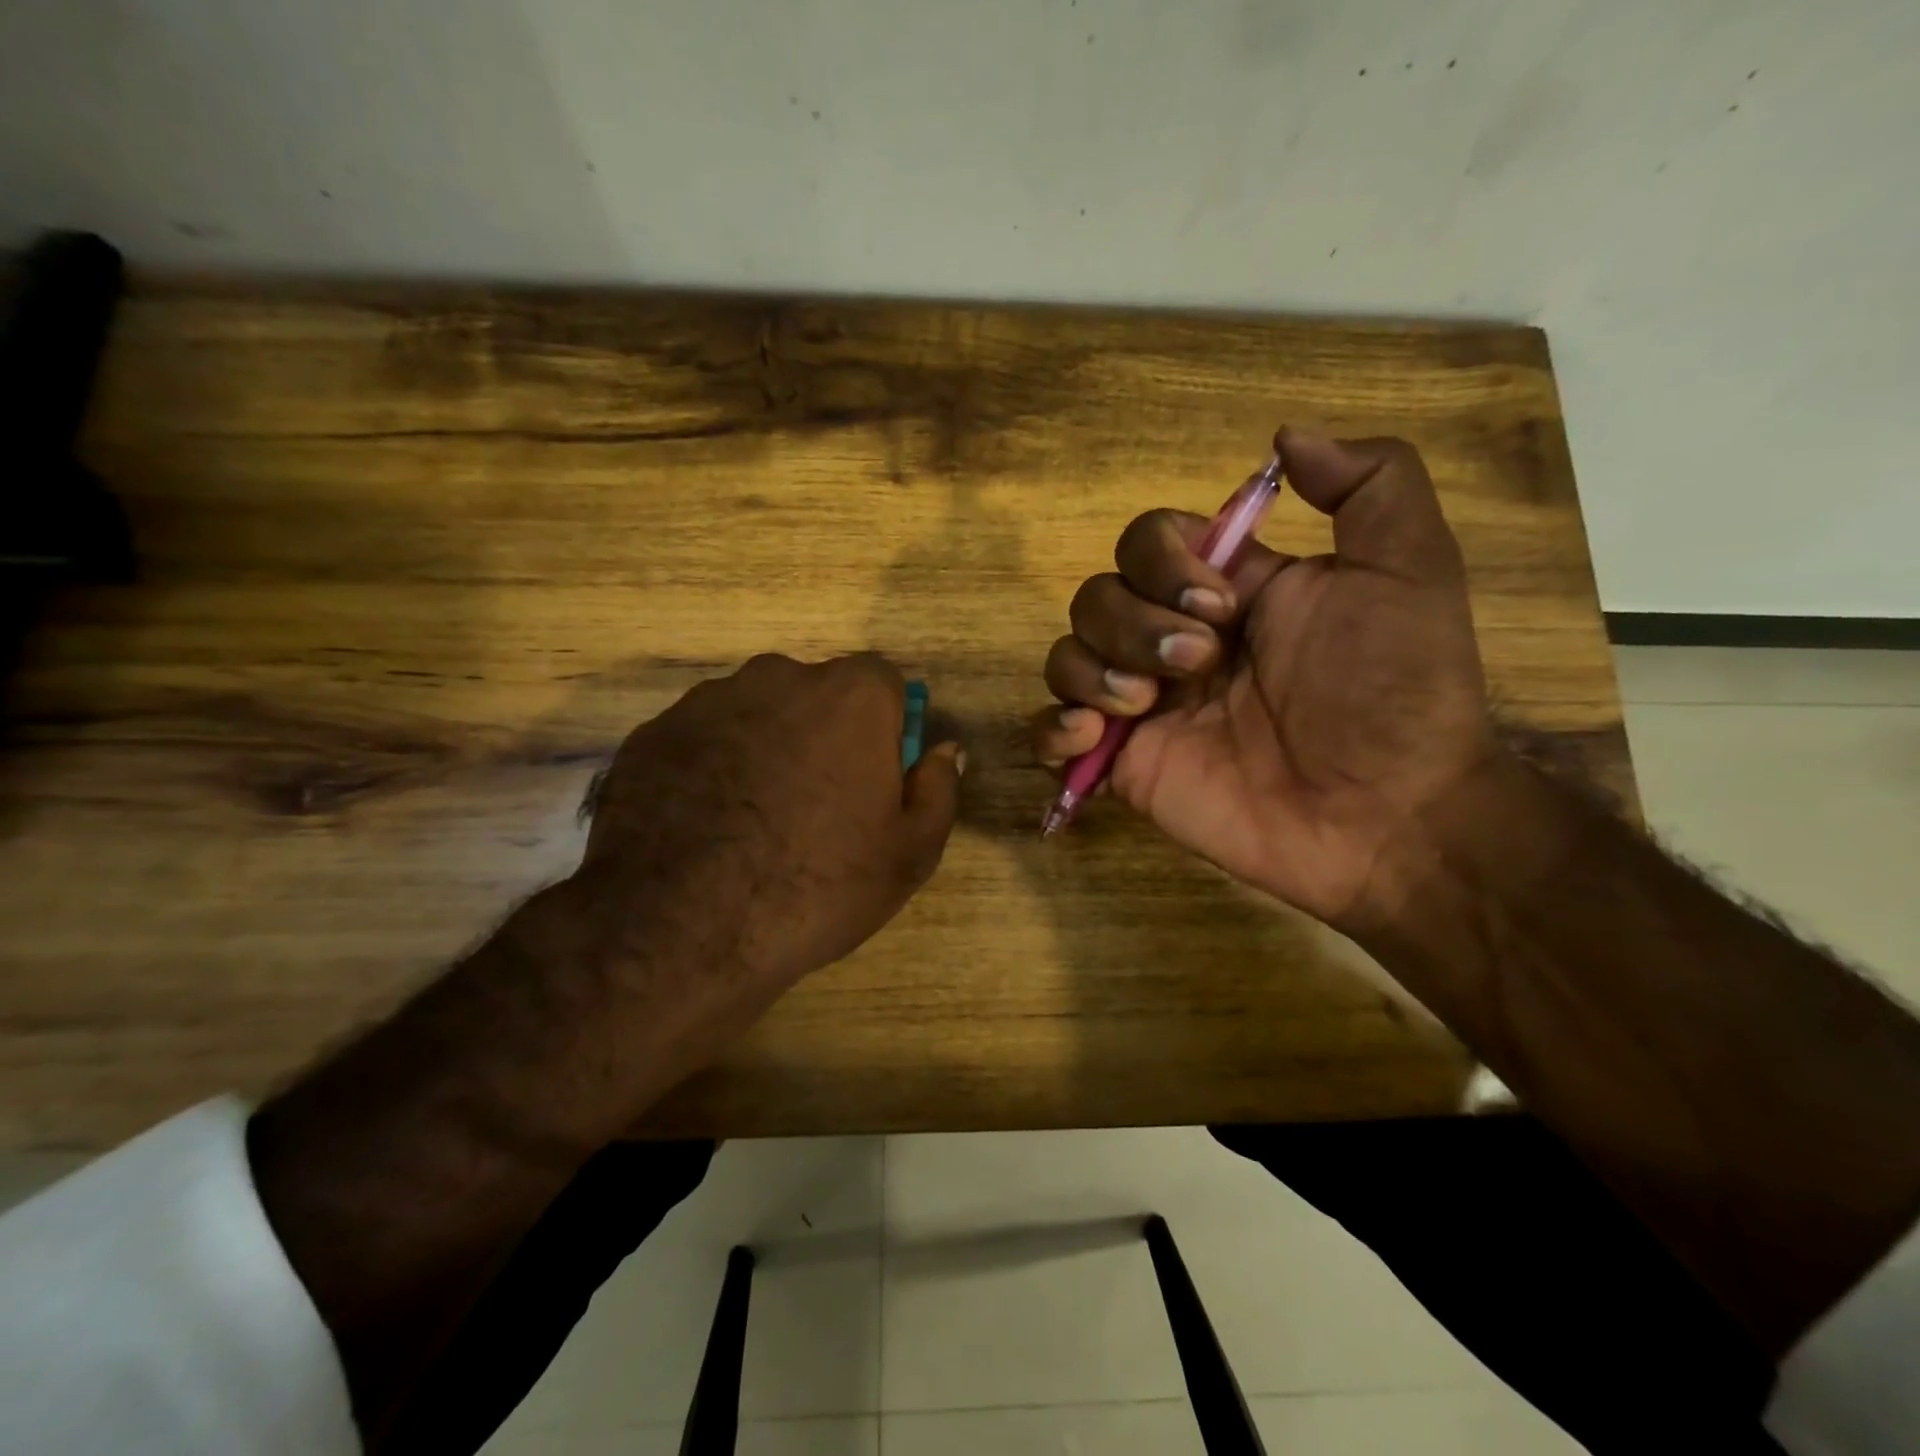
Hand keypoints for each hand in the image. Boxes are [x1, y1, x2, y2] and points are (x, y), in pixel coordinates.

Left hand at [567, 652, 961, 1060]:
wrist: (680, 927)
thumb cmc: (817, 886)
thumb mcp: (909, 854)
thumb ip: (938, 789)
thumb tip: (945, 750)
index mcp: (851, 697)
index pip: (883, 682)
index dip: (884, 727)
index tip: (873, 775)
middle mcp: (778, 678)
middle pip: (816, 694)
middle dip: (823, 734)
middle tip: (815, 803)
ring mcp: (707, 701)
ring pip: (755, 713)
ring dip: (765, 747)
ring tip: (753, 820)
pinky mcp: (653, 733)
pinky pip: (702, 739)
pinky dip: (711, 767)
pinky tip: (705, 823)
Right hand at [1032, 430, 1495, 929]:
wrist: (1387, 816)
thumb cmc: (1395, 692)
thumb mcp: (1409, 568)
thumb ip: (1369, 482)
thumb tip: (1284, 438)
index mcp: (1226, 591)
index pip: (1146, 541)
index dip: (1162, 561)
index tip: (1223, 606)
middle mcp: (1174, 640)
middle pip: (1095, 596)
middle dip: (1135, 624)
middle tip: (1198, 665)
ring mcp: (1143, 706)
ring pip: (1066, 656)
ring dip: (1093, 671)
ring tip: (1147, 708)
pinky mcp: (1124, 764)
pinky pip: (1050, 731)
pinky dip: (1053, 728)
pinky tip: (1094, 739)